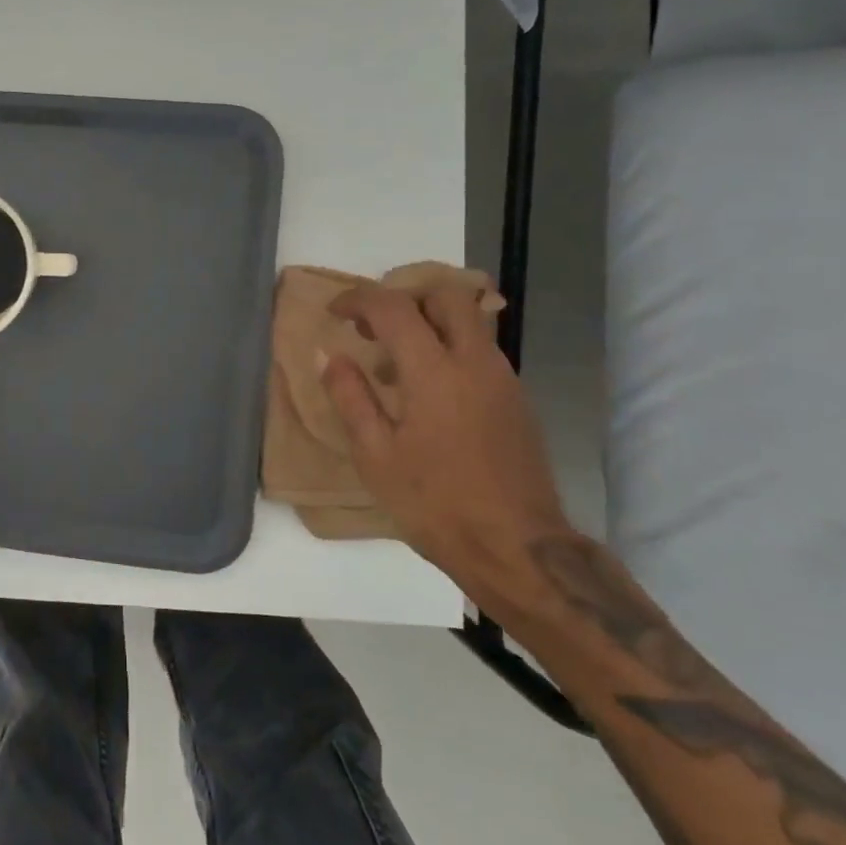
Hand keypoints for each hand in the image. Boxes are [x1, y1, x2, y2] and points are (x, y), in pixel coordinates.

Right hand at [321, 284, 568, 585]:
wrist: (518, 548)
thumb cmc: (435, 503)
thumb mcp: (375, 455)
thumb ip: (349, 396)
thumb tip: (328, 354)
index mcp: (434, 372)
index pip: (394, 308)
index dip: (358, 300)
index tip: (335, 312)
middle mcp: (475, 362)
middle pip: (446, 296)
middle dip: (404, 298)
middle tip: (373, 325)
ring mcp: (503, 379)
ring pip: (469, 320)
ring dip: (428, 322)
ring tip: (394, 361)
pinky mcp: (517, 400)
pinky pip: (479, 349)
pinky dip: (448, 347)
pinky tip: (426, 390)